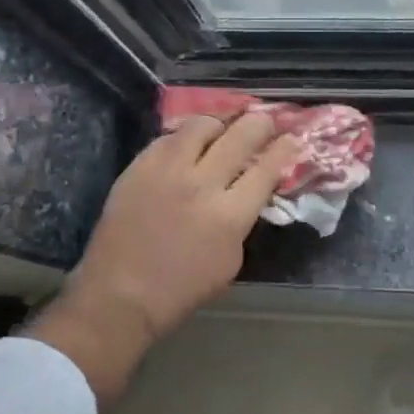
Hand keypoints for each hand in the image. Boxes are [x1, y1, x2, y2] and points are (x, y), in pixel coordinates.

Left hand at [30, 113, 298, 402]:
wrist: (121, 294)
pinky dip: (185, 137)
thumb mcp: (230, 260)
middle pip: (241, 137)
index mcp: (231, 215)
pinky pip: (168, 138)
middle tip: (266, 119)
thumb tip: (248, 192)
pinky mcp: (140, 167)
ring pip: (202, 126)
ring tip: (223, 127)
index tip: (292, 138)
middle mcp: (203, 184)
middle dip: (260, 123)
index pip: (267, 169)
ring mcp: (168, 171)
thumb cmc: (182, 288)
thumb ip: (242, 220)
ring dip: (220, 123)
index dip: (284, 149)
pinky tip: (189, 143)